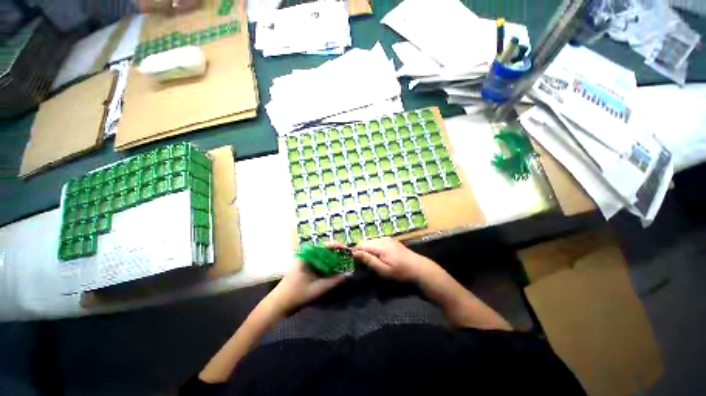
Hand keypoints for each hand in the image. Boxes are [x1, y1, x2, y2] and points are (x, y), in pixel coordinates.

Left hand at [268, 242, 346, 312]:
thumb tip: (347, 274)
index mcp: (307, 258)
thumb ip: (333, 281)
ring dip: (332, 257)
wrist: (278, 304)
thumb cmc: (296, 295)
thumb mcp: (317, 289)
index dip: (335, 245)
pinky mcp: (305, 268)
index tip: (345, 247)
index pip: (324, 246)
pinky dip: (327, 263)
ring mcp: (305, 262)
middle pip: (324, 249)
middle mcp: (306, 257)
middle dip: (336, 250)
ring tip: (343, 259)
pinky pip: (319, 262)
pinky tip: (334, 267)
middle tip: (347, 253)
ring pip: (322, 256)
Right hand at [353, 238, 438, 282]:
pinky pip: (377, 242)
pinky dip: (375, 249)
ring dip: (369, 251)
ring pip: (371, 242)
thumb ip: (369, 261)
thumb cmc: (401, 272)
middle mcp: (383, 239)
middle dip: (362, 252)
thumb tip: (354, 252)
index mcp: (380, 245)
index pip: (361, 244)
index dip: (356, 253)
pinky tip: (381, 258)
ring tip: (374, 263)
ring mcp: (387, 239)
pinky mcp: (391, 241)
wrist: (419, 268)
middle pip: (365, 242)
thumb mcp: (384, 270)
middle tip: (366, 265)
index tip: (357, 264)